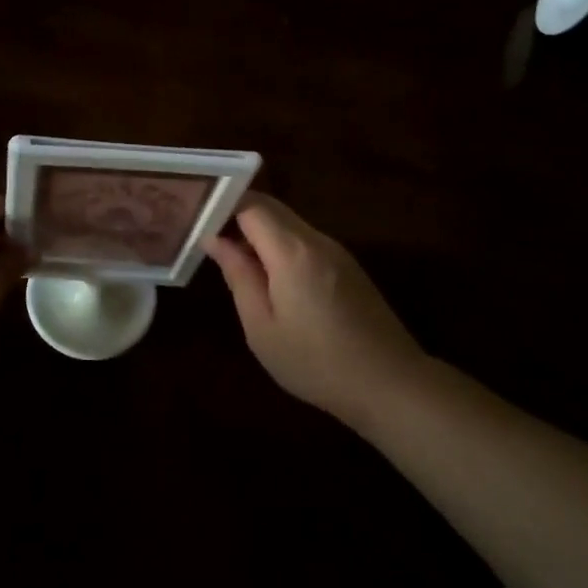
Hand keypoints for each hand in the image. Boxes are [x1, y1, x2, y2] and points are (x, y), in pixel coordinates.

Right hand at [204, 194, 429, 427]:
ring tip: (234, 258)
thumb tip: (216, 240)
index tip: (198, 220)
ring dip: (260, 232)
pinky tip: (271, 277)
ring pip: (290, 223)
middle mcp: (316, 239)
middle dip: (238, 214)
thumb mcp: (262, 327)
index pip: (251, 205)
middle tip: (209, 236)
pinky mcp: (348, 266)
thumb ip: (239, 276)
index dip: (223, 206)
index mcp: (292, 251)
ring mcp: (337, 250)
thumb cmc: (315, 362)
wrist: (389, 383)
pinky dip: (281, 246)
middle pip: (272, 208)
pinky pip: (306, 241)